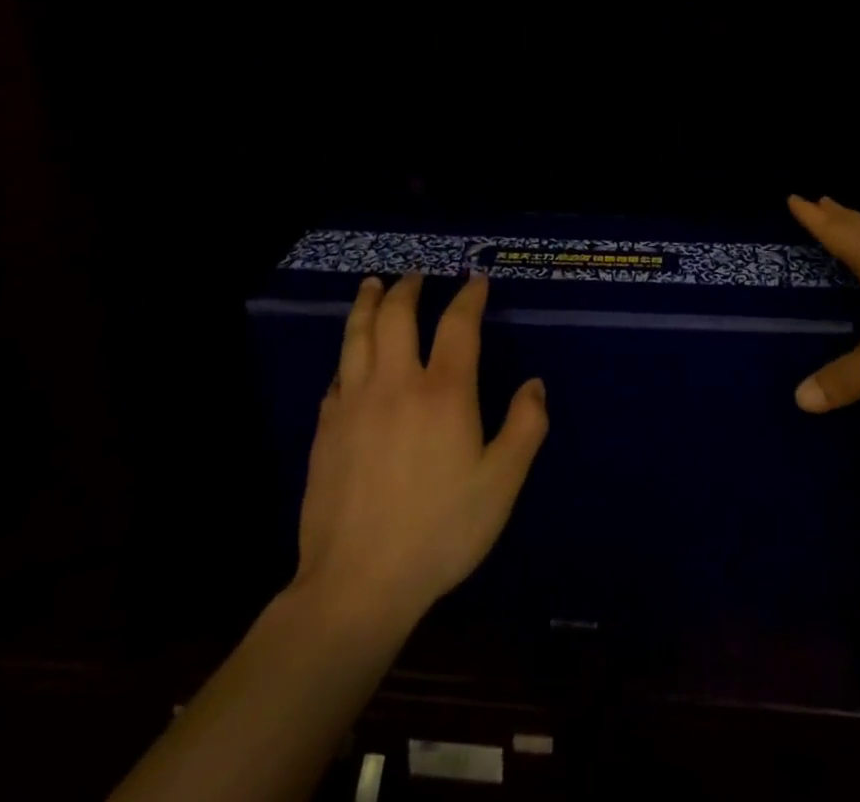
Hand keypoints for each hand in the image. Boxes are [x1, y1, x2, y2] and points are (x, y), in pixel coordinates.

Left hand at [289, 272, 547, 634]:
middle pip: (398, 316)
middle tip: (417, 276)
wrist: (357, 583)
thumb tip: (534, 385)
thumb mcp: (501, 485)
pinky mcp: (326, 428)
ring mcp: (354, 403)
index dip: (469, 296)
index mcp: (444, 393)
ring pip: (358, 335)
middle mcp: (396, 383)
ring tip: (373, 286)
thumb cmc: (440, 532)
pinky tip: (351, 354)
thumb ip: (525, 428)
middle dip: (409, 288)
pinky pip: (337, 374)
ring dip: (368, 304)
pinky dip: (348, 352)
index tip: (476, 281)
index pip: (458, 324)